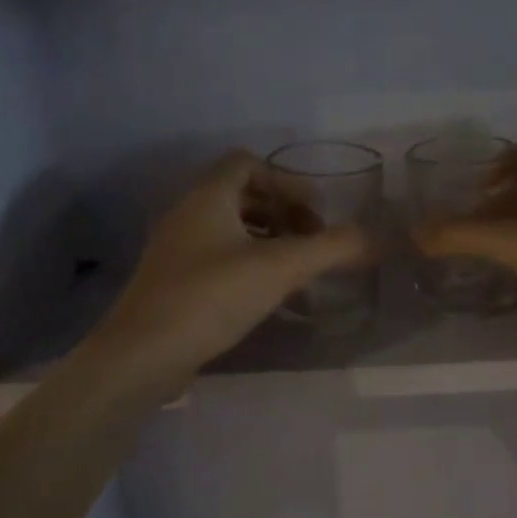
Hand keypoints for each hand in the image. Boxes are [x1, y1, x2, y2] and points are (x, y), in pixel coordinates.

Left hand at [86, 152, 372, 393]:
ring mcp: (175, 249)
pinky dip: (246, 263)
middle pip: (241, 195)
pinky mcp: (171, 281)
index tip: (314, 213)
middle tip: (309, 243)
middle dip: (282, 213)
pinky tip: (265, 295)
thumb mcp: (280, 269)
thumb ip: (331, 249)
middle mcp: (187, 213)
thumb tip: (375, 239)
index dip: (286, 180)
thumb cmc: (211, 297)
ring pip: (229, 228)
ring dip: (266, 240)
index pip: (247, 163)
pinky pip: (216, 256)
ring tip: (294, 270)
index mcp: (208, 197)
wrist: (141, 354)